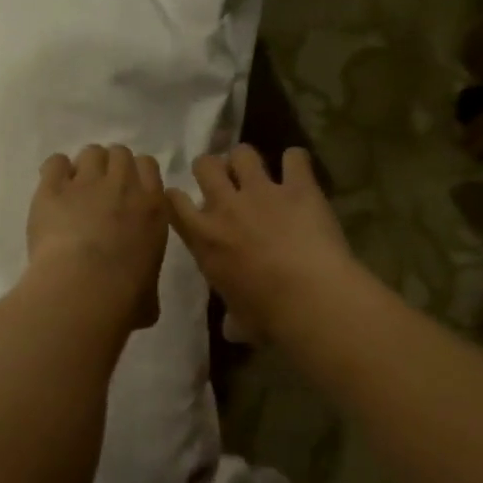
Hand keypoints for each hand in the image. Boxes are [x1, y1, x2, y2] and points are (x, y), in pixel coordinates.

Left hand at [26, 144, 168, 330]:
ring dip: (84, 167)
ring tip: (75, 189)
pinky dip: (55, 172)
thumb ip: (147, 285)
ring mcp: (86, 183)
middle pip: (119, 153)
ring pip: (90, 153)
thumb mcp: (150, 295)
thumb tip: (144, 302)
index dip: (135, 174)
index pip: (148, 166)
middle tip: (99, 190)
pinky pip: (55, 163)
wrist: (85, 289)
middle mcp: (123, 186)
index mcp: (153, 207)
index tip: (126, 191)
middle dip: (110, 167)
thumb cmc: (125, 298)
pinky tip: (52, 189)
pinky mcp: (52, 189)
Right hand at [167, 145, 357, 344]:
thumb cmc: (267, 315)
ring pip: (243, 153)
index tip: (184, 200)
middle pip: (205, 166)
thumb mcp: (240, 320)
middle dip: (211, 168)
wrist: (308, 297)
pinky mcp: (298, 186)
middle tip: (223, 180)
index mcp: (204, 239)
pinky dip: (296, 161)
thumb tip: (232, 329)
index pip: (174, 203)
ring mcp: (262, 191)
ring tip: (257, 170)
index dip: (177, 197)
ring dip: (247, 160)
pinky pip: (295, 158)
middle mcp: (226, 207)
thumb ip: (233, 317)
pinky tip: (298, 169)